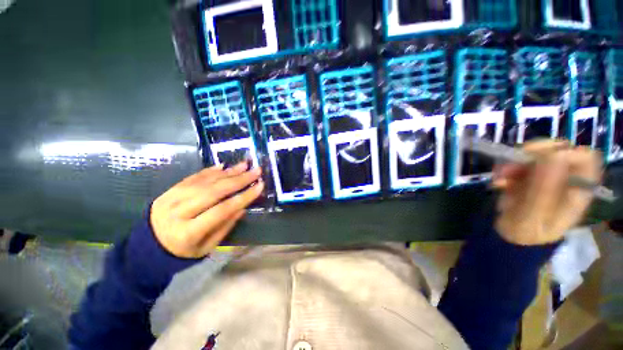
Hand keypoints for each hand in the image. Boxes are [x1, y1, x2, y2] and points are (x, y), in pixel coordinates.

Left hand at [150, 162, 263, 257]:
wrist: (147, 246)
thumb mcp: (207, 247)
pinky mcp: (169, 190)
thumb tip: (243, 207)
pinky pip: (193, 177)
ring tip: (245, 165)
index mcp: (188, 232)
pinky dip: (210, 171)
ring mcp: (171, 198)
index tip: (260, 186)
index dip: (243, 197)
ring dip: (228, 172)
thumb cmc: (183, 251)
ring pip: (205, 181)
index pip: (222, 210)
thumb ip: (225, 226)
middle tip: (256, 171)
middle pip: (214, 191)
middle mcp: (178, 212)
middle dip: (239, 180)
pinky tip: (224, 166)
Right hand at [492, 141, 601, 245]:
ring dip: (513, 163)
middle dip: (532, 155)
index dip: (564, 152)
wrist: (509, 237)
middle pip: (557, 151)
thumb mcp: (533, 217)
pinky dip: (505, 169)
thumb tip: (555, 157)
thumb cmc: (525, 233)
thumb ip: (544, 191)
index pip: (584, 160)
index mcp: (576, 191)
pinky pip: (519, 163)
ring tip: (498, 177)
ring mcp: (546, 176)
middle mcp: (564, 179)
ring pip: (535, 155)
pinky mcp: (529, 176)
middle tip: (510, 164)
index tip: (537, 158)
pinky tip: (498, 182)